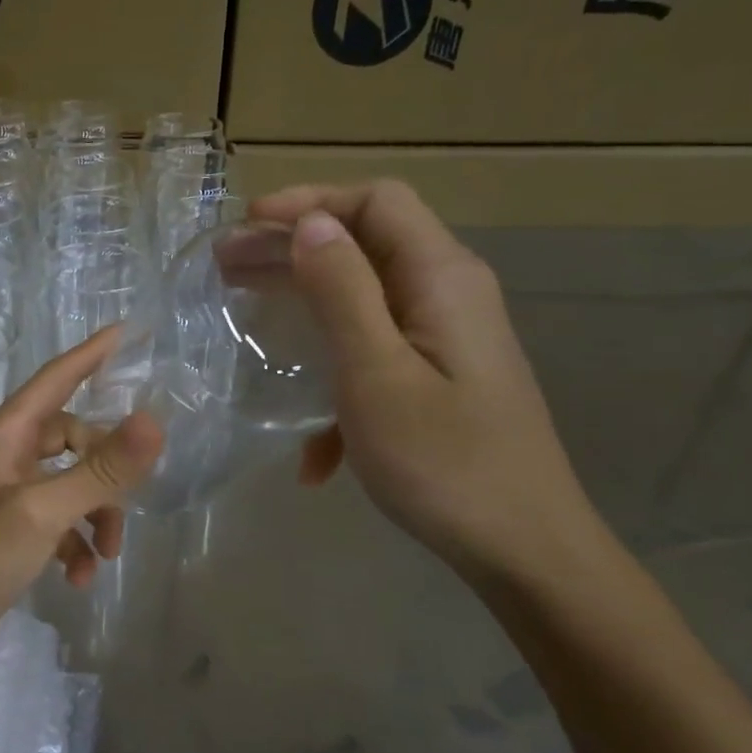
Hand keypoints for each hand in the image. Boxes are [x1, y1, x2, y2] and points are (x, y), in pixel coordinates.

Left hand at [0, 328, 162, 674]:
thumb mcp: (44, 510)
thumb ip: (100, 470)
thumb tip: (154, 422)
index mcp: (8, 433)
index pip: (57, 378)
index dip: (90, 354)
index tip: (124, 332)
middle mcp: (8, 454)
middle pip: (75, 438)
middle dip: (106, 472)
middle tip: (124, 502)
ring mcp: (10, 492)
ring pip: (72, 484)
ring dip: (96, 516)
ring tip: (106, 554)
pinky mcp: (13, 529)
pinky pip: (59, 521)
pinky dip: (75, 544)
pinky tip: (78, 578)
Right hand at [248, 180, 598, 583]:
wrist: (525, 551)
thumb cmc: (444, 462)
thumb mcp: (376, 374)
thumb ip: (343, 293)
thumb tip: (311, 224)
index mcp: (441, 279)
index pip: (376, 202)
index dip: (310, 201)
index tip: (247, 224)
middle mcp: (449, 294)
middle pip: (365, 243)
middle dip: (291, 248)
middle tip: (226, 266)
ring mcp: (446, 338)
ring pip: (363, 297)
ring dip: (302, 301)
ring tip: (242, 313)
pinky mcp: (439, 377)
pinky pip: (376, 353)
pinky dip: (336, 379)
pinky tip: (310, 451)